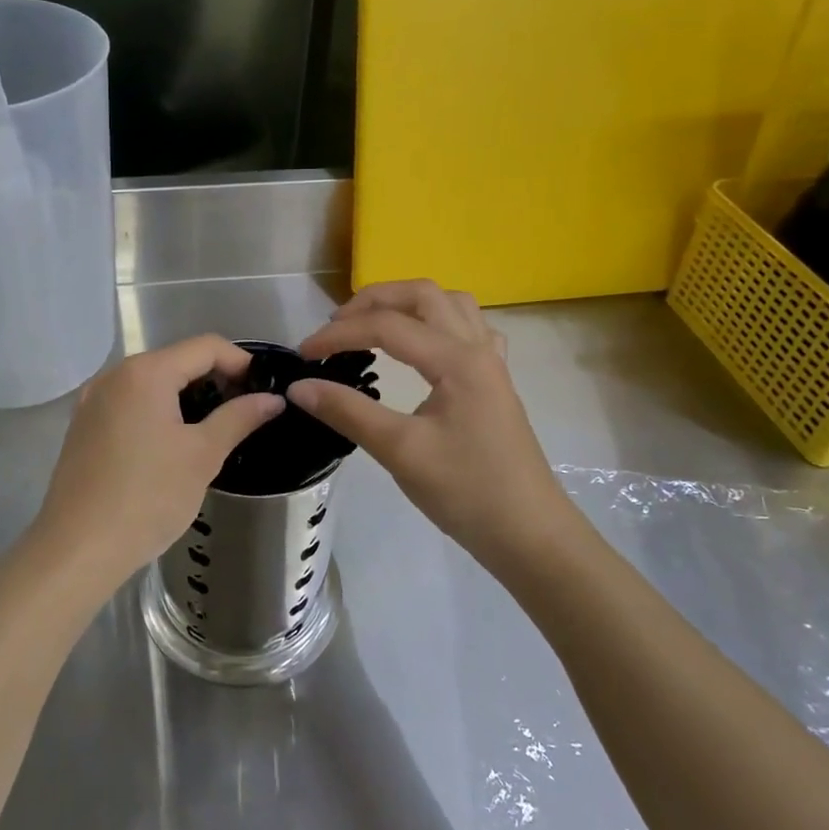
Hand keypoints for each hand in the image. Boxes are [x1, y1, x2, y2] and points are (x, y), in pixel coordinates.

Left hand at [32, 335, 284, 593]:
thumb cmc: (148, 497)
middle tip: (243, 411)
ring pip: (151, 382)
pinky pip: (129, 402)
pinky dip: (157, 410)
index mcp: (145, 372)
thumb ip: (239, 418)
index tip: (263, 389)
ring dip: (185, 396)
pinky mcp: (83, 425)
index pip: (205, 347)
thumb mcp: (203, 455)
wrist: (79, 548)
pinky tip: (171, 443)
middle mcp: (114, 375)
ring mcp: (93, 400)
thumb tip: (273, 399)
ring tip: (213, 428)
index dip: (240, 362)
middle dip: (213, 379)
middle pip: (176, 360)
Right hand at [290, 281, 567, 564]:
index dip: (339, 334)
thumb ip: (348, 412)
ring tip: (374, 326)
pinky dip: (438, 324)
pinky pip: (469, 330)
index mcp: (457, 359)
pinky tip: (424, 347)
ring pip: (450, 304)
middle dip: (373, 301)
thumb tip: (299, 387)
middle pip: (422, 295)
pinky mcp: (495, 382)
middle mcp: (477, 348)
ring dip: (408, 304)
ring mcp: (491, 363)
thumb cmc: (466, 492)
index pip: (387, 326)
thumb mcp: (400, 451)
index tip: (303, 355)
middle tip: (336, 328)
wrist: (529, 534)